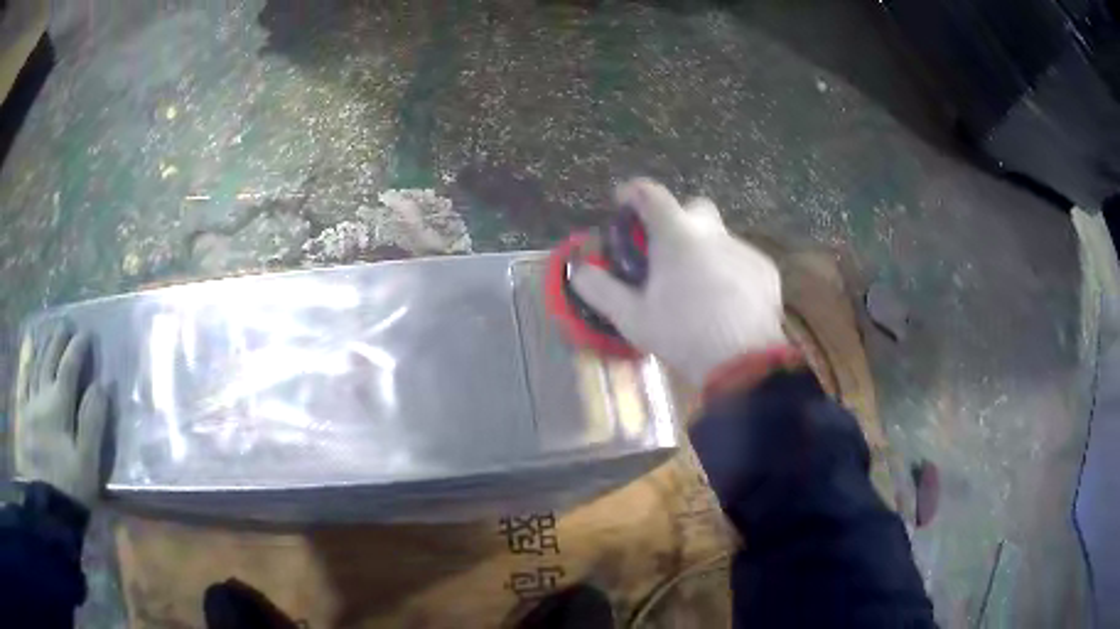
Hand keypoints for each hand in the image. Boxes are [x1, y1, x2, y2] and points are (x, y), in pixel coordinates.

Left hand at [14, 326, 107, 506]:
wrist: (42, 506)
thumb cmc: (67, 488)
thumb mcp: (86, 464)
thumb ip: (93, 423)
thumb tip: (103, 385)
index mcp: (60, 406)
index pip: (70, 368)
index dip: (78, 349)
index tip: (87, 333)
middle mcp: (42, 395)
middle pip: (50, 360)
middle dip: (60, 340)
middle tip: (68, 323)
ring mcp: (29, 402)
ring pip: (35, 364)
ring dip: (43, 344)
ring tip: (49, 329)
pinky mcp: (21, 413)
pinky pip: (22, 378)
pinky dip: (25, 359)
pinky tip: (27, 343)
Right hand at [572, 178, 786, 384]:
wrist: (744, 362)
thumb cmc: (683, 335)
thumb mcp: (632, 317)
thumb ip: (600, 289)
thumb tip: (577, 269)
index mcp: (677, 235)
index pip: (650, 193)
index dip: (632, 192)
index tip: (622, 203)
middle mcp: (713, 232)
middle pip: (693, 207)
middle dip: (677, 219)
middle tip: (666, 252)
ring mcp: (743, 249)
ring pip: (718, 237)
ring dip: (704, 251)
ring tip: (697, 290)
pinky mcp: (765, 269)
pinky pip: (740, 260)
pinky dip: (729, 272)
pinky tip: (726, 303)